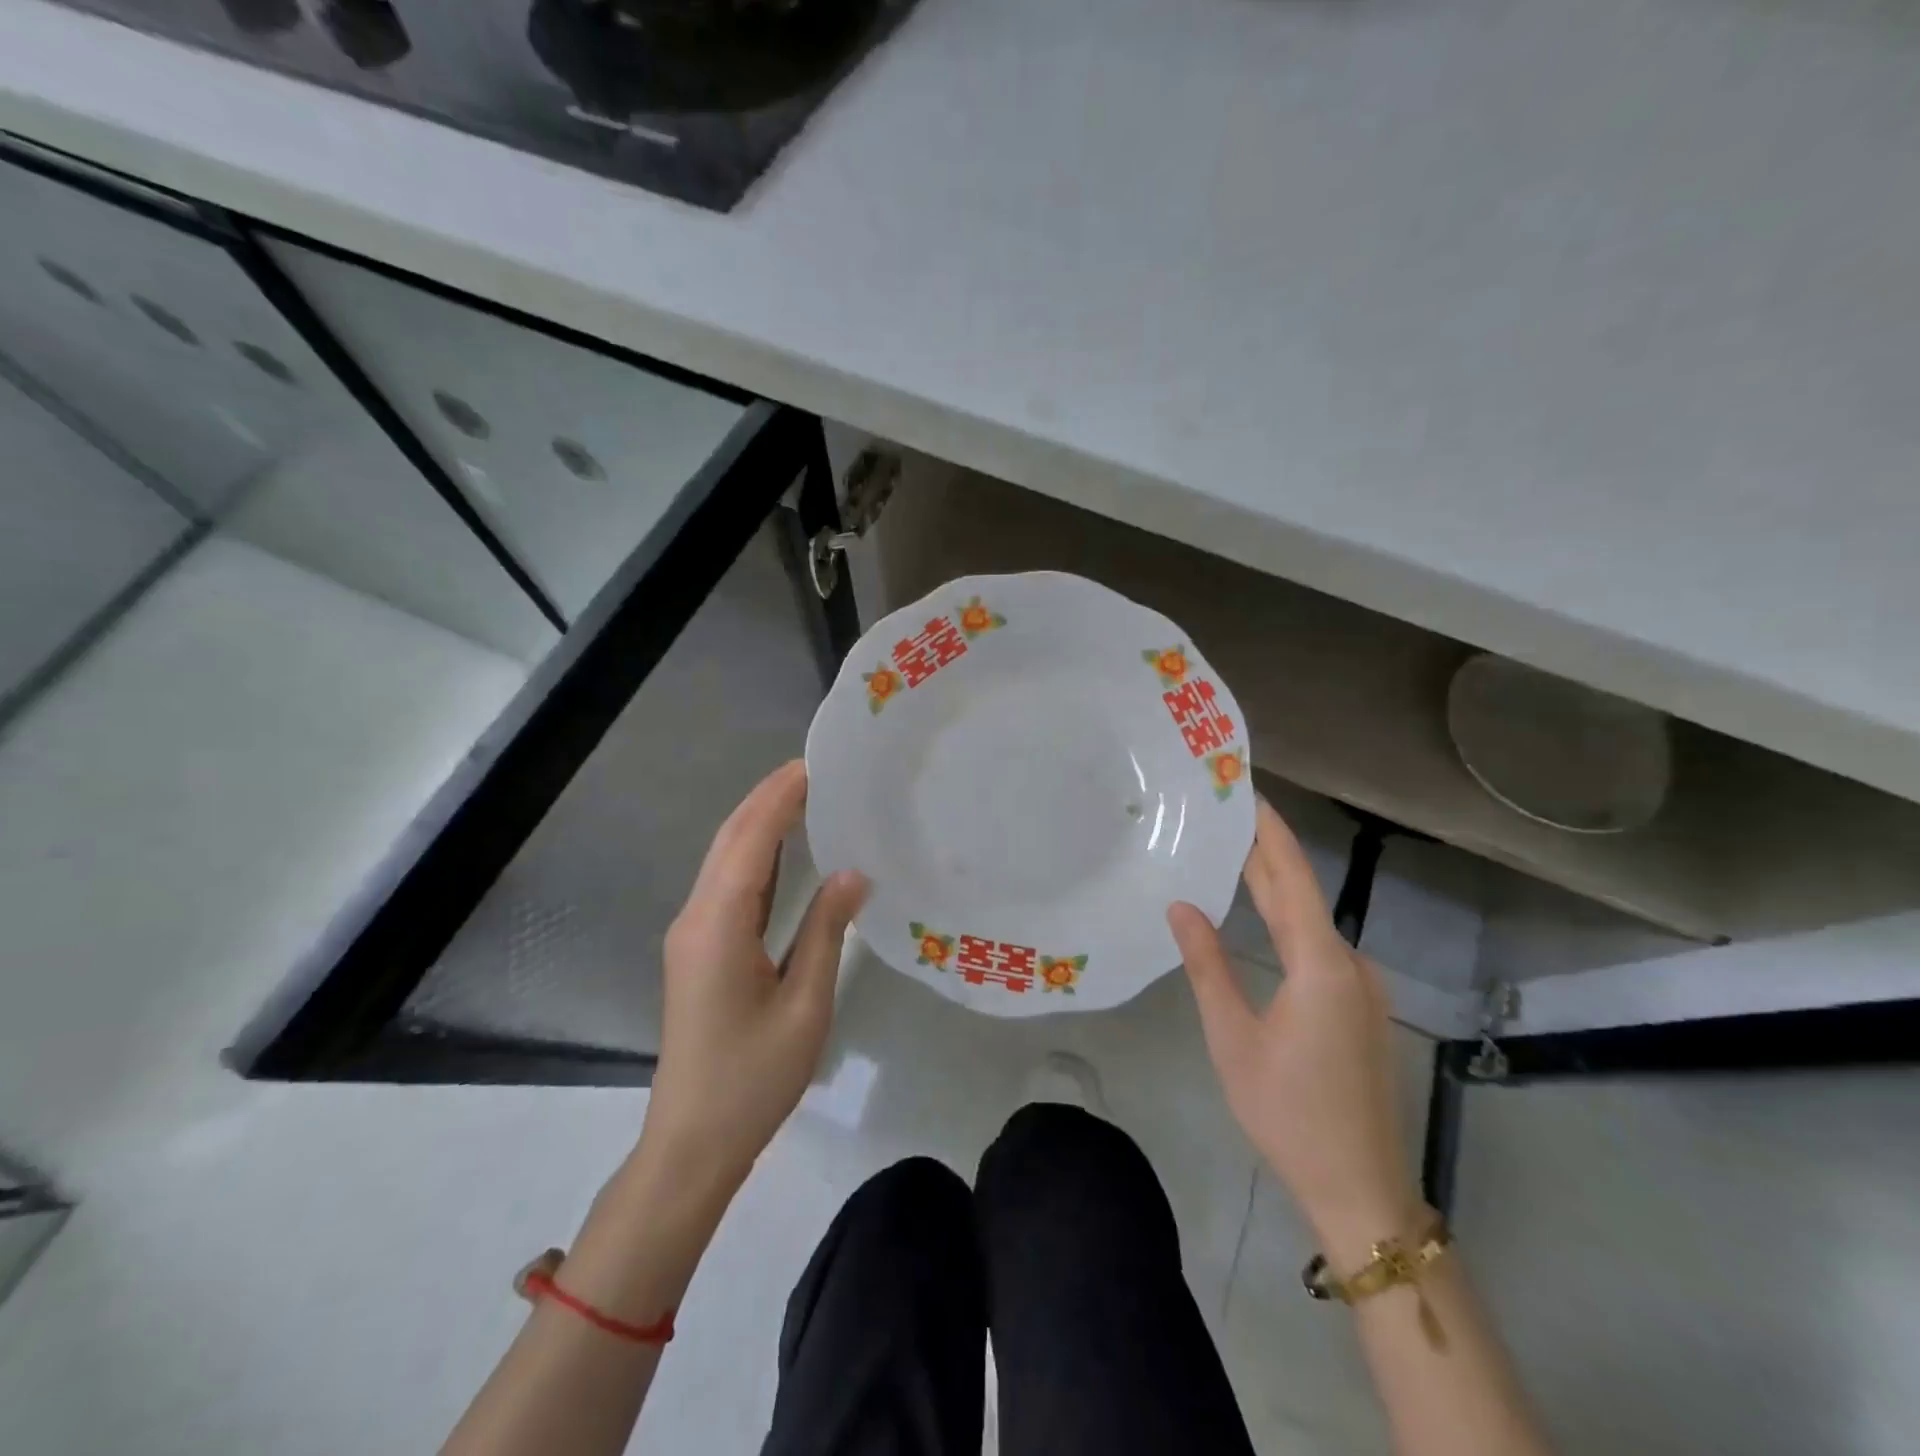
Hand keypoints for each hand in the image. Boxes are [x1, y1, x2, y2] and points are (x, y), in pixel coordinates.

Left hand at [637, 761, 867, 1201]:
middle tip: (813, 769)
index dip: (779, 798)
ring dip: (759, 821)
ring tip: (803, 794)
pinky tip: (783, 848)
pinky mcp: (698, 949)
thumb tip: (853, 873)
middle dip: (767, 799)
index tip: (812, 764)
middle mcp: (696, 917)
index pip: (751, 841)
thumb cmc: (753, 1078)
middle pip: (730, 840)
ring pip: (725, 859)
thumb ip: (826, 932)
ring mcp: (692, 933)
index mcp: (718, 925)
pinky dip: (755, 854)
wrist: (693, 1141)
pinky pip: (727, 884)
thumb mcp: (804, 1006)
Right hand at [1169, 798, 1420, 1255]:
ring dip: (1275, 887)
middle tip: (1225, 815)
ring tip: (1231, 856)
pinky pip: (1320, 946)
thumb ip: (1207, 964)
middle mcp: (1350, 964)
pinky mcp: (1359, 1007)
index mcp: (1321, 963)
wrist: (1359, 1187)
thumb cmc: (1287, 1110)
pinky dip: (1288, 920)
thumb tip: (1181, 905)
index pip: (1293, 877)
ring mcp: (1361, 987)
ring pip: (1312, 921)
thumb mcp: (1232, 1036)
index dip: (1271, 831)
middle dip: (1266, 852)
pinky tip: (1261, 918)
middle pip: (1303, 893)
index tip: (1248, 791)